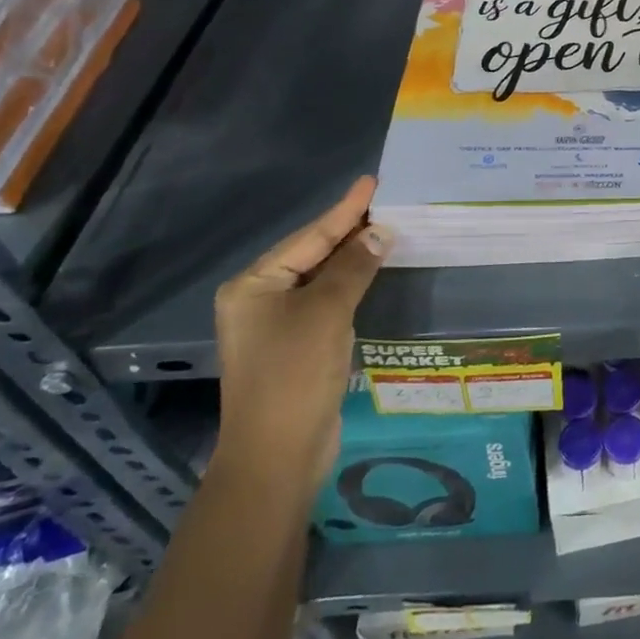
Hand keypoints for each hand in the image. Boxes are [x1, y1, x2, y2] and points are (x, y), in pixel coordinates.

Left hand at [211, 177, 390, 491]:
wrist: (277, 457)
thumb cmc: (295, 374)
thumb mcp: (327, 312)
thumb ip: (354, 266)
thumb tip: (380, 232)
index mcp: (254, 285)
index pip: (309, 236)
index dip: (344, 209)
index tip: (371, 182)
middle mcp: (259, 299)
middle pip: (312, 253)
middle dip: (349, 230)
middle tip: (385, 202)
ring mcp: (276, 325)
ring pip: (321, 278)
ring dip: (352, 257)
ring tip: (385, 229)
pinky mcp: (295, 346)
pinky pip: (326, 301)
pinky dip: (350, 284)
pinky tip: (372, 272)